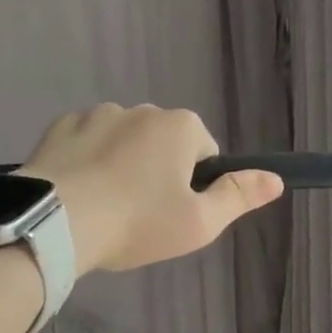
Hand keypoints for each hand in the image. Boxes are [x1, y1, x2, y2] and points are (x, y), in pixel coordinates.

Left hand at [20, 104, 283, 275]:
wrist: (55, 221)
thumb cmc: (138, 222)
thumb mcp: (200, 222)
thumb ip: (239, 196)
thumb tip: (276, 179)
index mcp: (180, 126)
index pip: (205, 152)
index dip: (196, 185)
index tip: (176, 213)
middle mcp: (141, 109)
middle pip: (164, 144)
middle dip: (159, 172)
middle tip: (142, 215)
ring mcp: (96, 114)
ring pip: (123, 142)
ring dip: (123, 166)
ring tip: (107, 208)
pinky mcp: (59, 128)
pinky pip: (86, 143)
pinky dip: (88, 163)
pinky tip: (80, 194)